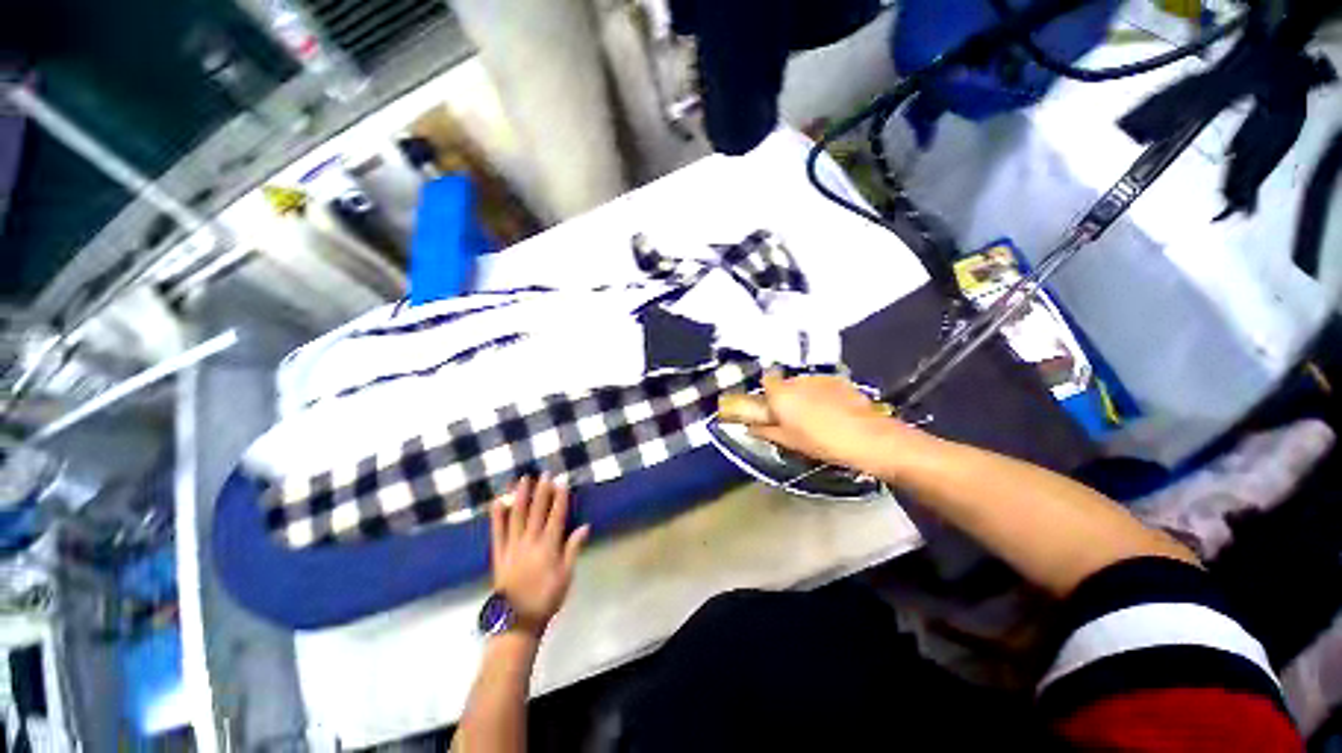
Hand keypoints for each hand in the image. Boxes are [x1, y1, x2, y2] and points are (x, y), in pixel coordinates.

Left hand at [490, 476, 590, 634]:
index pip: (556, 515)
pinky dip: (497, 515)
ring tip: (522, 479)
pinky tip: (498, 501)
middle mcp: (530, 541)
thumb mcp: (566, 576)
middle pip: (537, 511)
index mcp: (549, 546)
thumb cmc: (547, 598)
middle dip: (542, 490)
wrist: (517, 621)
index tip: (562, 481)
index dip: (560, 497)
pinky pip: (497, 531)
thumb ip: (573, 549)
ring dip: (520, 495)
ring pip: (516, 515)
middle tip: (544, 473)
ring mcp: (512, 546)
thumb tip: (584, 526)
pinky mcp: (498, 553)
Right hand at [748, 373, 918, 475]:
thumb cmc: (821, 442)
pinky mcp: (839, 381)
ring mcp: (820, 379)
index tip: (770, 404)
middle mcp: (798, 380)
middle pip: (785, 383)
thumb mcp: (788, 441)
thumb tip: (750, 428)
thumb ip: (765, 431)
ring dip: (805, 396)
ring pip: (804, 384)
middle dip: (786, 396)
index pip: (765, 379)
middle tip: (792, 417)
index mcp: (781, 394)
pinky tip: (832, 412)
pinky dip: (822, 395)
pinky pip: (822, 386)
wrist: (866, 437)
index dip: (766, 390)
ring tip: (815, 417)